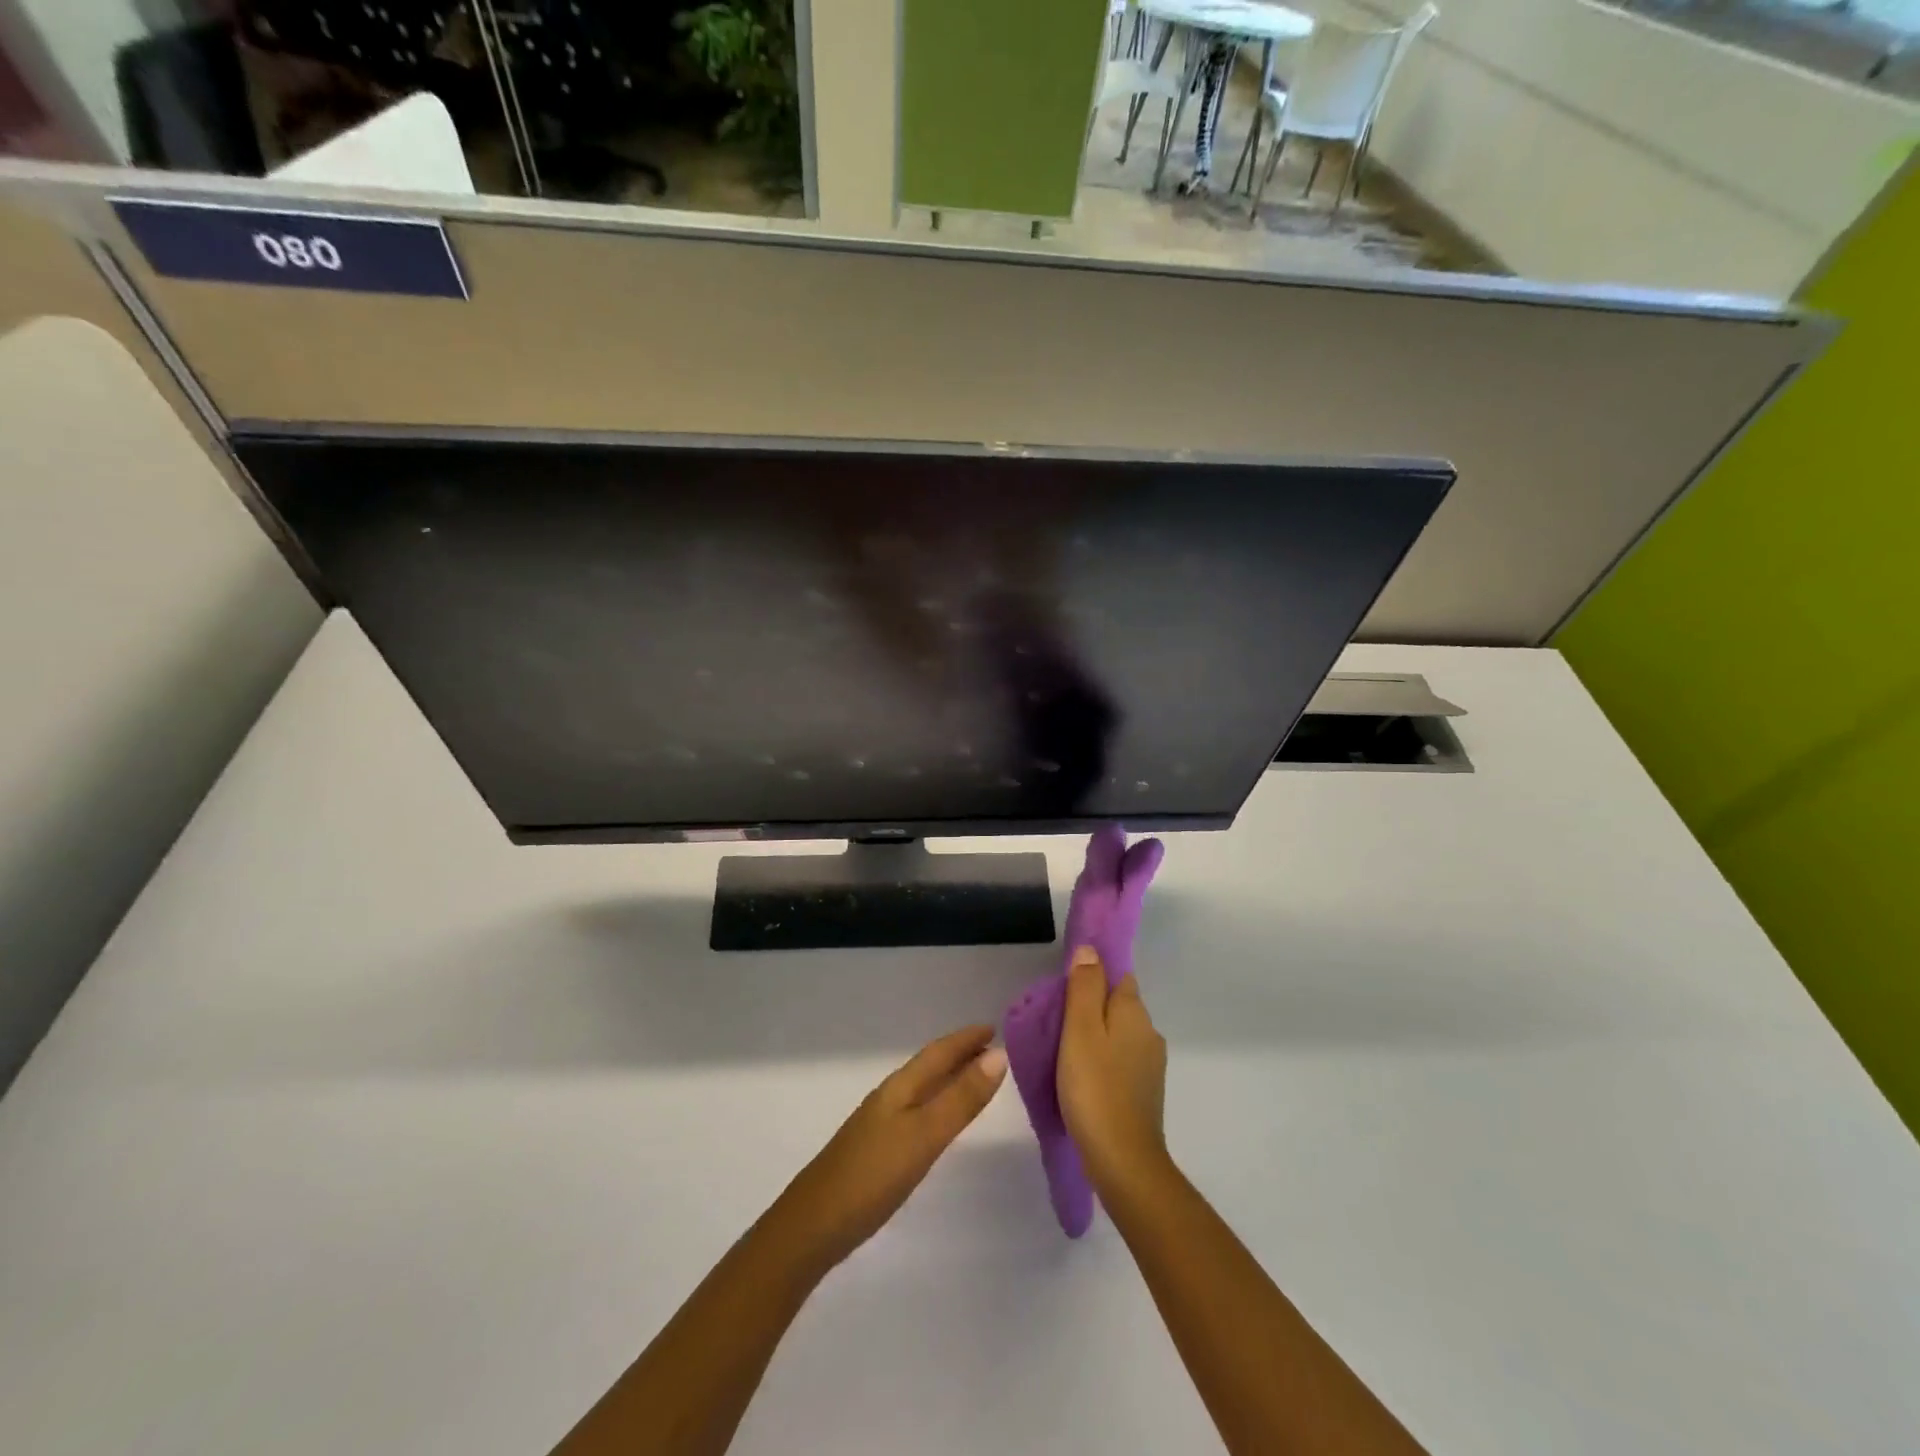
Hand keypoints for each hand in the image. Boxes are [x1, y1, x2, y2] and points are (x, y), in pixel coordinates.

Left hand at [773, 1025, 1007, 1273]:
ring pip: (922, 1089)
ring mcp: (880, 1124)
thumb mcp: (924, 1136)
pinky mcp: (876, 1150)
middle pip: (930, 1066)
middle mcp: (890, 1098)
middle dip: (959, 1055)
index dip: (965, 1039)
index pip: (938, 1052)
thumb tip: (999, 1056)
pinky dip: (936, 1104)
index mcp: (900, 1088)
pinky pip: (916, 1111)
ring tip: (975, 1078)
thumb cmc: (872, 1175)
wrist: (813, 1227)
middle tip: (993, 1049)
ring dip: (949, 1078)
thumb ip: (961, 1099)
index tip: (995, 1027)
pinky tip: (939, 1121)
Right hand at [1058, 945, 1169, 1196]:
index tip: (1065, 984)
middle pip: (1119, 1004)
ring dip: (1097, 1034)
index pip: (1118, 975)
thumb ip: (1085, 987)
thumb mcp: (1081, 1030)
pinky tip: (1081, 1074)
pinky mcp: (1144, 1092)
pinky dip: (1102, 1059)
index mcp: (1135, 1013)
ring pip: (1119, 1034)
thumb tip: (1090, 950)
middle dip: (1093, 1004)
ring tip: (1063, 1048)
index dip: (1094, 974)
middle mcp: (1149, 1033)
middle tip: (1056, 1018)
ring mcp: (1150, 1065)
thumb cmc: (1095, 1088)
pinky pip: (1120, 1060)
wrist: (1123, 1161)